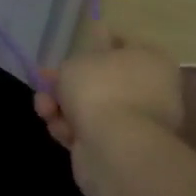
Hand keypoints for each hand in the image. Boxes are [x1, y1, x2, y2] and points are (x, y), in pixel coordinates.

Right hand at [34, 29, 182, 195]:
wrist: (114, 149)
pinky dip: (71, 129)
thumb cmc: (100, 90)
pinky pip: (90, 131)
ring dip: (62, 106)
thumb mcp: (76, 62)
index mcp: (151, 62)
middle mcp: (151, 92)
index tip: (70, 52)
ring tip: (44, 108)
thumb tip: (73, 74)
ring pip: (91, 107)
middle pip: (101, 80)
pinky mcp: (122, 150)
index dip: (93, 45)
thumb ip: (72, 65)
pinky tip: (57, 129)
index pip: (123, 45)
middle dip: (67, 83)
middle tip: (45, 82)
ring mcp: (138, 123)